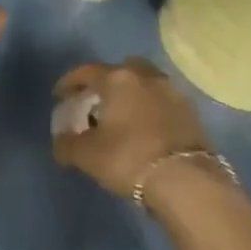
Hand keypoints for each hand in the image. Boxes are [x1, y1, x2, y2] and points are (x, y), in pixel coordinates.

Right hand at [51, 57, 212, 198]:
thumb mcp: (87, 155)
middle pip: (122, 68)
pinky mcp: (191, 112)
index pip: (87, 72)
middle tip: (97, 100)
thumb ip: (67, 144)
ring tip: (123, 115)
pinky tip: (145, 128)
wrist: (186, 181)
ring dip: (133, 93)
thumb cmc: (129, 158)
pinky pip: (163, 101)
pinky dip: (151, 108)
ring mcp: (173, 92)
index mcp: (118, 79)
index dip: (69, 82)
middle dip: (107, 80)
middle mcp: (146, 77)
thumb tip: (61, 141)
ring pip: (146, 82)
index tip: (59, 95)